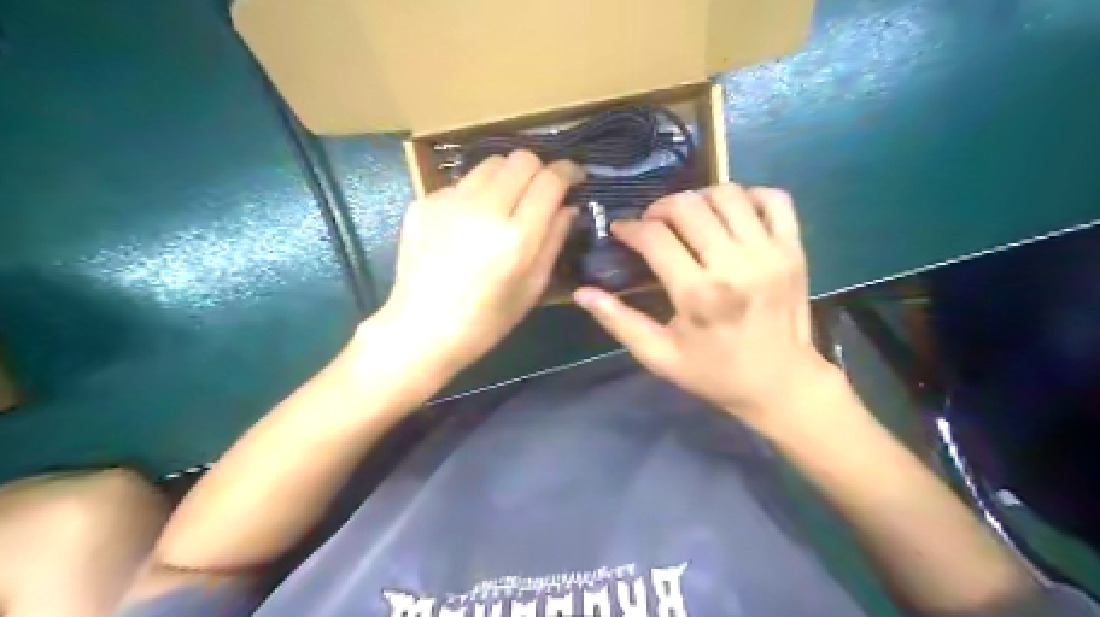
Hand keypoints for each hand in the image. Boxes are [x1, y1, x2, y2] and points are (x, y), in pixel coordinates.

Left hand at [374, 153, 582, 377]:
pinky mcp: (424, 202)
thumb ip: (553, 241)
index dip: (568, 172)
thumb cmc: (486, 320)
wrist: (422, 329)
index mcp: (517, 236)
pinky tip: (469, 223)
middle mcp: (484, 209)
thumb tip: (568, 207)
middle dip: (538, 169)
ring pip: (490, 163)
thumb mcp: (532, 288)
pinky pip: (461, 183)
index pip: (550, 180)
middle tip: (540, 191)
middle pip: (521, 159)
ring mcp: (450, 202)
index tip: (574, 177)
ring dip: (507, 176)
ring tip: (505, 203)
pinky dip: (475, 194)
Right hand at [577, 186, 843, 430]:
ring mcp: (770, 253)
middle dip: (660, 207)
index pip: (655, 237)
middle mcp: (735, 265)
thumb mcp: (660, 356)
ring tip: (689, 218)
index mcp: (698, 294)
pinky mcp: (794, 249)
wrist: (782, 385)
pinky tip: (731, 215)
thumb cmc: (715, 374)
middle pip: (689, 206)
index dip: (631, 228)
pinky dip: (748, 196)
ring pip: (728, 193)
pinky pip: (774, 199)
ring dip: (699, 198)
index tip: (622, 232)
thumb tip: (582, 292)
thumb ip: (620, 321)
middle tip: (652, 224)